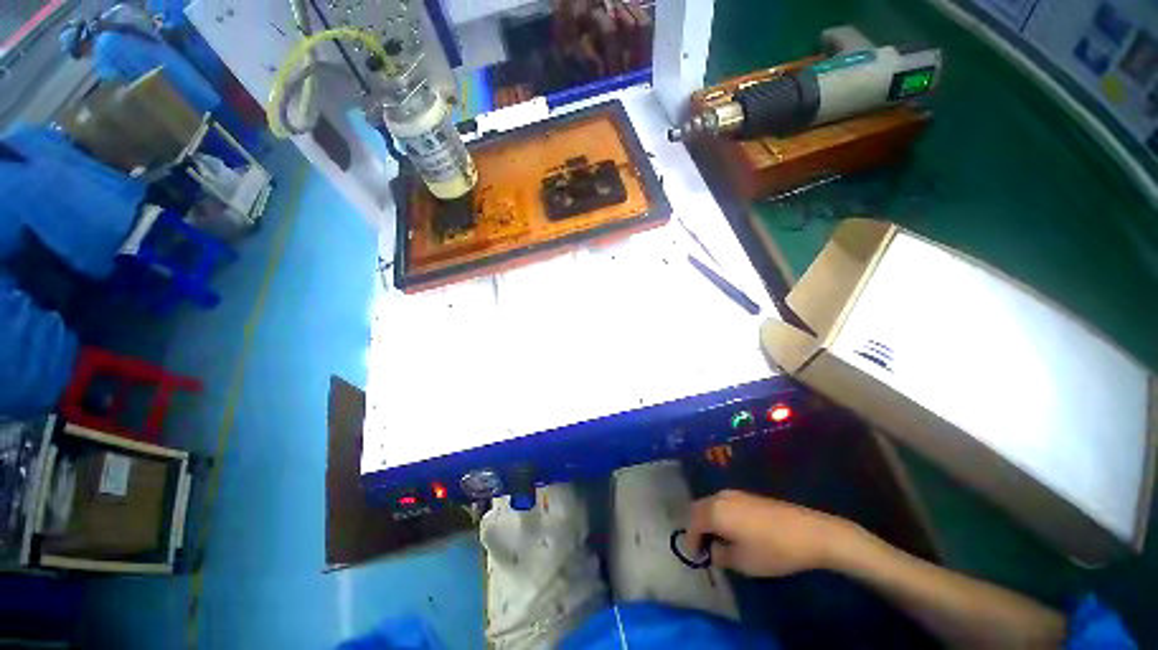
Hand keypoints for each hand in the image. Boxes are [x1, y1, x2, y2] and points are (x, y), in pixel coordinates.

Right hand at [686, 490, 865, 577]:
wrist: (809, 532)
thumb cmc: (772, 550)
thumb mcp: (743, 562)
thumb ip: (721, 555)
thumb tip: (713, 550)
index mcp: (715, 512)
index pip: (693, 524)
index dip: (691, 541)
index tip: (695, 556)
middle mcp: (720, 497)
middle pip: (698, 508)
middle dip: (696, 526)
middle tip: (702, 546)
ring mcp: (735, 493)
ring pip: (711, 503)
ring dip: (708, 519)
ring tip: (717, 539)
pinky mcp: (748, 495)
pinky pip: (724, 503)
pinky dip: (720, 514)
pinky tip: (732, 529)